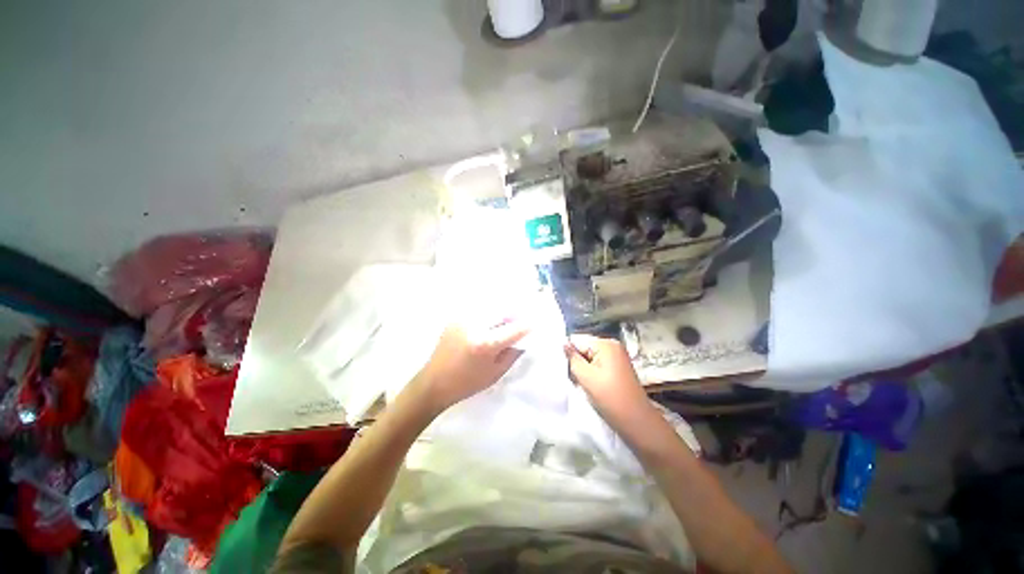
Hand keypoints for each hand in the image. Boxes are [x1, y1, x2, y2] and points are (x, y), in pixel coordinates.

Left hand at [415, 320, 528, 412]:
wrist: (433, 383)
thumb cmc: (467, 383)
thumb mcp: (495, 373)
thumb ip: (512, 354)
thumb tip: (524, 339)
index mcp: (485, 343)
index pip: (514, 328)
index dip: (528, 325)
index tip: (536, 323)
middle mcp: (474, 325)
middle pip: (503, 311)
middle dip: (515, 314)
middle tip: (522, 320)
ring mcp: (463, 319)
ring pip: (491, 308)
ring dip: (502, 312)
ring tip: (507, 320)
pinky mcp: (455, 318)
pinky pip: (478, 310)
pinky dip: (488, 313)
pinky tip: (490, 321)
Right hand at [564, 334, 651, 424]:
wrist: (636, 421)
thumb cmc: (610, 398)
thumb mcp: (585, 377)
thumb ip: (572, 358)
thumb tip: (563, 343)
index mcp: (606, 344)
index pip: (577, 341)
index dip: (569, 354)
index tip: (566, 369)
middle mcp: (613, 345)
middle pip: (584, 348)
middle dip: (577, 361)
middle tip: (575, 378)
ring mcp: (617, 355)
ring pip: (590, 357)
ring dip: (584, 368)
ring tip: (583, 383)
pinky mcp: (618, 366)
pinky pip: (598, 363)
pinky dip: (592, 373)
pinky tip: (592, 384)